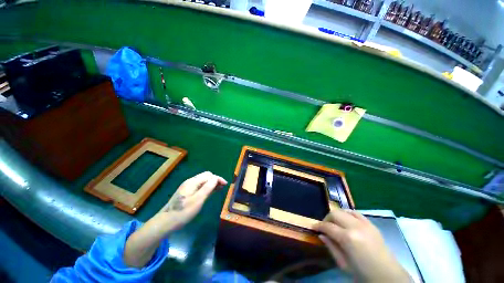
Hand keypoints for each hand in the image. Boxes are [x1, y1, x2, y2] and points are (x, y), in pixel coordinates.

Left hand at [157, 171, 226, 230]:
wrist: (165, 222)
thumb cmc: (183, 212)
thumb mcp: (198, 200)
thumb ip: (208, 188)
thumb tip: (216, 178)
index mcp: (193, 182)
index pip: (209, 175)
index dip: (218, 179)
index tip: (226, 184)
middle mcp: (190, 181)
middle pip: (206, 176)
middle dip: (215, 180)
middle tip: (222, 187)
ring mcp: (187, 186)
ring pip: (203, 180)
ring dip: (211, 183)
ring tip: (219, 189)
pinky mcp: (186, 191)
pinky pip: (199, 185)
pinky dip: (206, 187)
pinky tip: (209, 192)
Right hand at [314, 209, 410, 282]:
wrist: (388, 277)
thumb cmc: (363, 274)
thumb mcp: (343, 264)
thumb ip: (331, 247)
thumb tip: (321, 235)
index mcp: (348, 239)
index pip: (327, 226)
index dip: (318, 226)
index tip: (313, 227)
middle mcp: (356, 227)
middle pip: (335, 214)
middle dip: (326, 219)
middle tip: (324, 227)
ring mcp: (365, 224)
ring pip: (344, 210)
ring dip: (336, 215)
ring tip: (335, 224)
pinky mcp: (371, 224)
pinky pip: (356, 213)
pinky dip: (348, 214)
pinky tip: (346, 221)